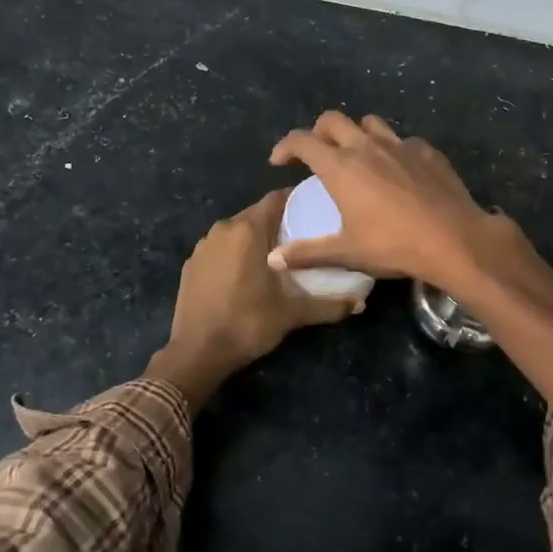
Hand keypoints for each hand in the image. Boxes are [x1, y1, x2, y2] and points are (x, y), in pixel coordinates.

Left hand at [148, 190, 358, 408]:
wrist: (197, 351)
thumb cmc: (248, 323)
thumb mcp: (293, 314)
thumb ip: (329, 305)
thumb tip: (360, 304)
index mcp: (248, 230)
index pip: (277, 199)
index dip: (297, 201)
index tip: (315, 212)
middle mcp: (223, 228)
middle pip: (256, 213)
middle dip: (278, 222)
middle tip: (301, 238)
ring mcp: (203, 245)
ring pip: (237, 231)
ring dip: (255, 238)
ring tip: (276, 256)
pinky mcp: (191, 263)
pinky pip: (220, 248)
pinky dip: (234, 253)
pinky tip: (245, 274)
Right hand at [267, 112, 511, 292]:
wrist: (454, 240)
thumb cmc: (393, 246)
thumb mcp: (346, 253)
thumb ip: (307, 253)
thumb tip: (272, 259)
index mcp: (340, 167)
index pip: (302, 141)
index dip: (285, 146)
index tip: (279, 162)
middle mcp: (366, 147)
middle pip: (333, 120)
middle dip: (317, 131)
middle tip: (315, 154)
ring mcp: (400, 145)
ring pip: (370, 123)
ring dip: (356, 133)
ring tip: (356, 155)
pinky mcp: (427, 152)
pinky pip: (403, 141)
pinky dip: (392, 150)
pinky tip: (398, 171)